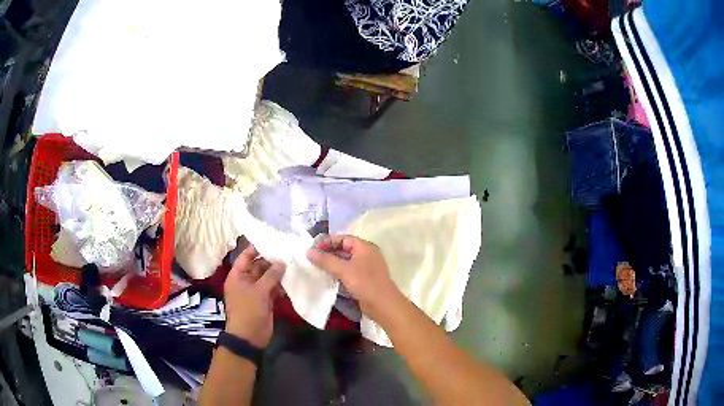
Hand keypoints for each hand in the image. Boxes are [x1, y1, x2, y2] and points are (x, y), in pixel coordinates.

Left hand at [223, 245, 284, 347]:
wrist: (249, 336)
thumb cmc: (248, 310)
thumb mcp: (259, 291)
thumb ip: (271, 275)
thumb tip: (282, 262)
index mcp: (238, 275)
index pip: (246, 256)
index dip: (257, 248)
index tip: (273, 240)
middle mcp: (246, 281)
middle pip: (259, 266)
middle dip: (272, 261)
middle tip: (289, 251)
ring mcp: (256, 291)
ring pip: (268, 277)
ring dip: (278, 273)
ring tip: (294, 263)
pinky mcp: (265, 300)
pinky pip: (273, 289)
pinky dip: (281, 285)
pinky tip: (292, 280)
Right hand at [306, 235, 400, 320]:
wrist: (383, 304)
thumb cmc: (364, 283)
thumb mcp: (343, 270)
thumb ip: (326, 260)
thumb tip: (309, 251)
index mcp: (364, 247)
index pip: (343, 238)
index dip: (328, 241)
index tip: (313, 247)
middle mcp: (367, 254)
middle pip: (345, 249)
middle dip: (328, 253)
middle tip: (312, 257)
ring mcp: (367, 267)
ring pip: (346, 261)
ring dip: (332, 263)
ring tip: (316, 267)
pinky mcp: (365, 279)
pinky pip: (349, 271)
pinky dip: (339, 272)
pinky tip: (328, 277)